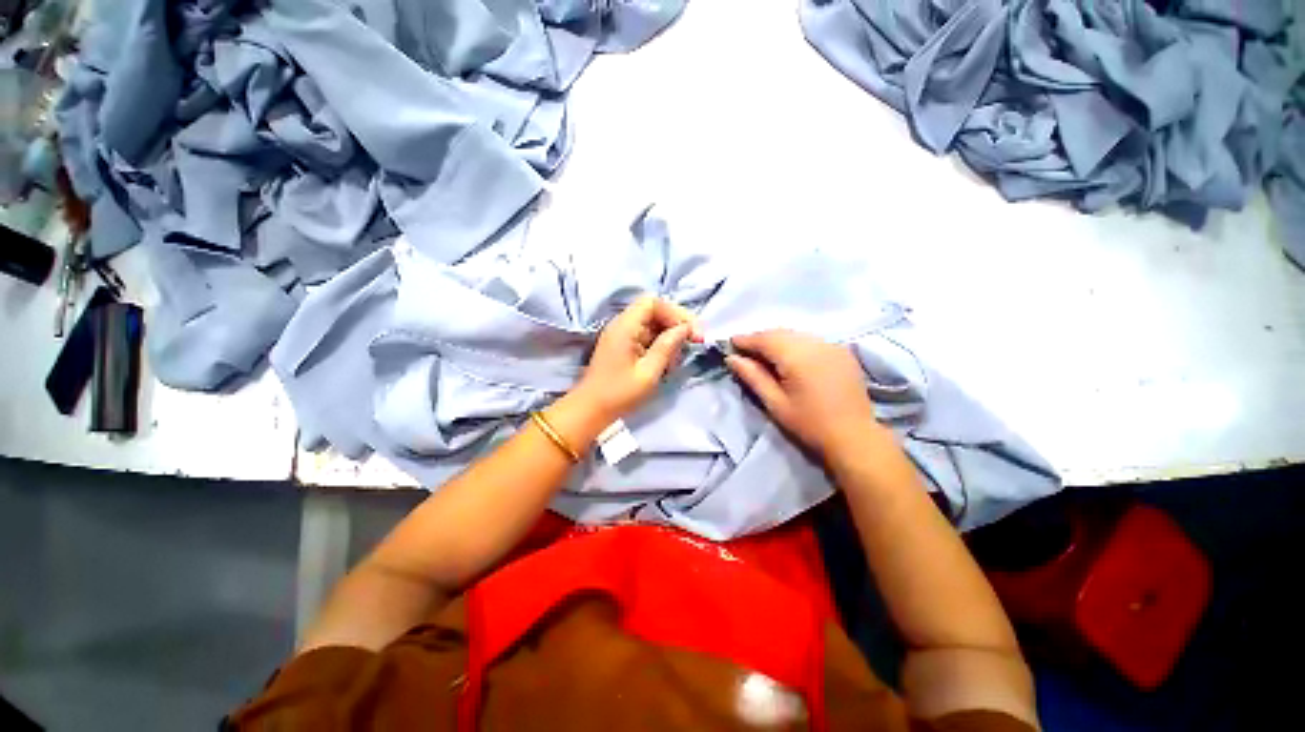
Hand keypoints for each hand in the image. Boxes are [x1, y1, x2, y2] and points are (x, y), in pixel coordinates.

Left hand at [573, 296, 703, 422]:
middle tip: (694, 341)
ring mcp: (621, 335)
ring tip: (678, 358)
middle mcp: (622, 324)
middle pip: (654, 310)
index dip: (676, 313)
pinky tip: (668, 362)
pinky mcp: (623, 345)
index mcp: (625, 327)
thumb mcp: (648, 372)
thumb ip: (667, 347)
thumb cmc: (619, 394)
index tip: (692, 332)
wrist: (591, 410)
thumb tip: (685, 329)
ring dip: (669, 336)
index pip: (653, 303)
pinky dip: (660, 344)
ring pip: (652, 324)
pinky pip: (646, 336)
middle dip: (676, 324)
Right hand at [726, 330, 880, 458]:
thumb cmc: (809, 423)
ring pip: (796, 334)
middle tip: (744, 350)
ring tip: (764, 353)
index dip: (745, 340)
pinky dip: (795, 343)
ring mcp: (832, 345)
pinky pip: (811, 340)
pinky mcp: (842, 351)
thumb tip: (731, 358)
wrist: (854, 437)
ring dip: (777, 340)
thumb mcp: (775, 403)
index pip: (765, 339)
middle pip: (780, 333)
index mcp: (797, 356)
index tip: (730, 343)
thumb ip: (753, 376)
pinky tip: (790, 356)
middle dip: (760, 338)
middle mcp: (815, 343)